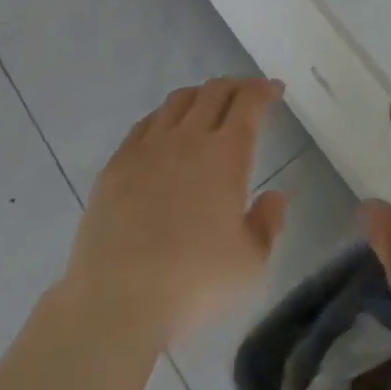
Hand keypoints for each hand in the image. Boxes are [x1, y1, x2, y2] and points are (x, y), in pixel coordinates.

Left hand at [64, 77, 287, 342]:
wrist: (116, 303)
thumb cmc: (193, 283)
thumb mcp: (250, 263)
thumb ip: (268, 223)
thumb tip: (275, 196)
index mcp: (226, 154)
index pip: (248, 102)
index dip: (264, 90)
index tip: (275, 90)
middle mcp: (188, 139)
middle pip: (214, 91)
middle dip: (237, 86)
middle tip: (248, 95)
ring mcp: (148, 149)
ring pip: (178, 101)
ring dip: (201, 95)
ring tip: (209, 106)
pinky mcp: (116, 166)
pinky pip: (144, 124)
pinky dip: (165, 116)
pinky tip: (166, 130)